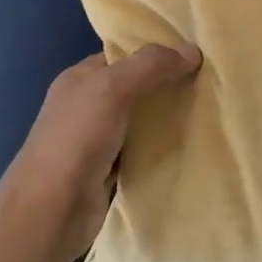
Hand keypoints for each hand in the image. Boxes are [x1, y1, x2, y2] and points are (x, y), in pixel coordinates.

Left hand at [0, 43, 201, 261]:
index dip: (156, 53)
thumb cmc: (76, 139)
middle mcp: (87, 106)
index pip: (123, 57)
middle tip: (210, 82)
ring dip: (169, 119)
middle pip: (135, 88)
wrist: (50, 211)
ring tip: (210, 110)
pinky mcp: (110, 172)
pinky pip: (143, 151)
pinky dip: (163, 148)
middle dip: (168, 85)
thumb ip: (150, 66)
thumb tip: (193, 50)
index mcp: (80, 80)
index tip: (195, 53)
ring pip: (141, 121)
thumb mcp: (112, 89)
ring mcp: (98, 141)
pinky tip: (191, 144)